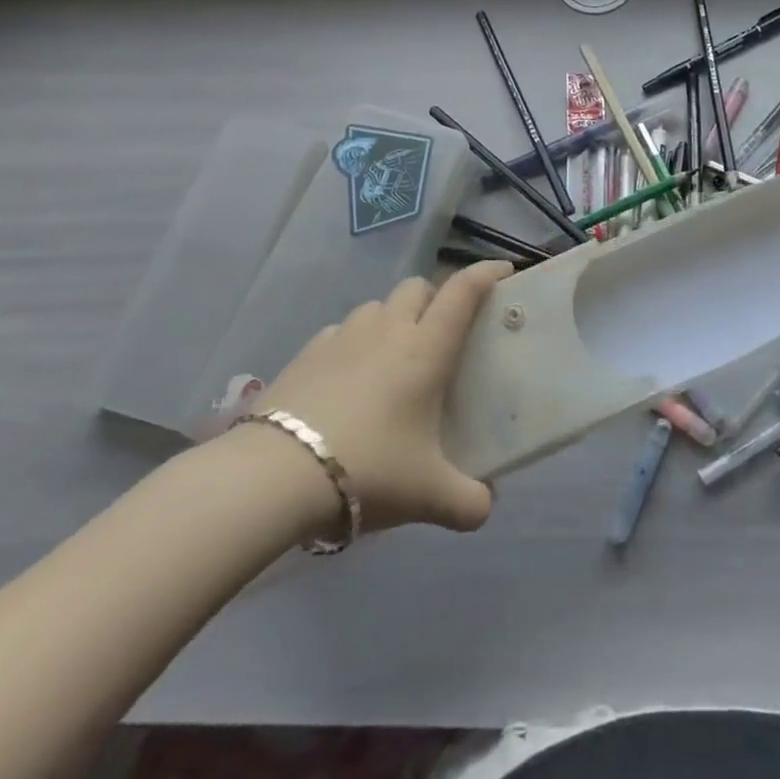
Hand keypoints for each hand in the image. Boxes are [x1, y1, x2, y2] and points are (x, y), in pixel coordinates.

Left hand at [242, 261, 512, 537]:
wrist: (275, 476)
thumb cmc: (369, 469)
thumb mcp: (428, 495)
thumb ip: (467, 502)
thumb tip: (485, 508)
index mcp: (426, 348)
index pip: (463, 292)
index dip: (486, 273)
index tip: (504, 270)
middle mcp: (388, 329)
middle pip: (417, 287)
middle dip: (434, 298)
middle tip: (442, 332)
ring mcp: (343, 337)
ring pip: (377, 305)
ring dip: (393, 318)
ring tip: (393, 355)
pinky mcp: (307, 353)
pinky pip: (341, 331)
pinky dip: (354, 341)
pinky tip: (349, 375)